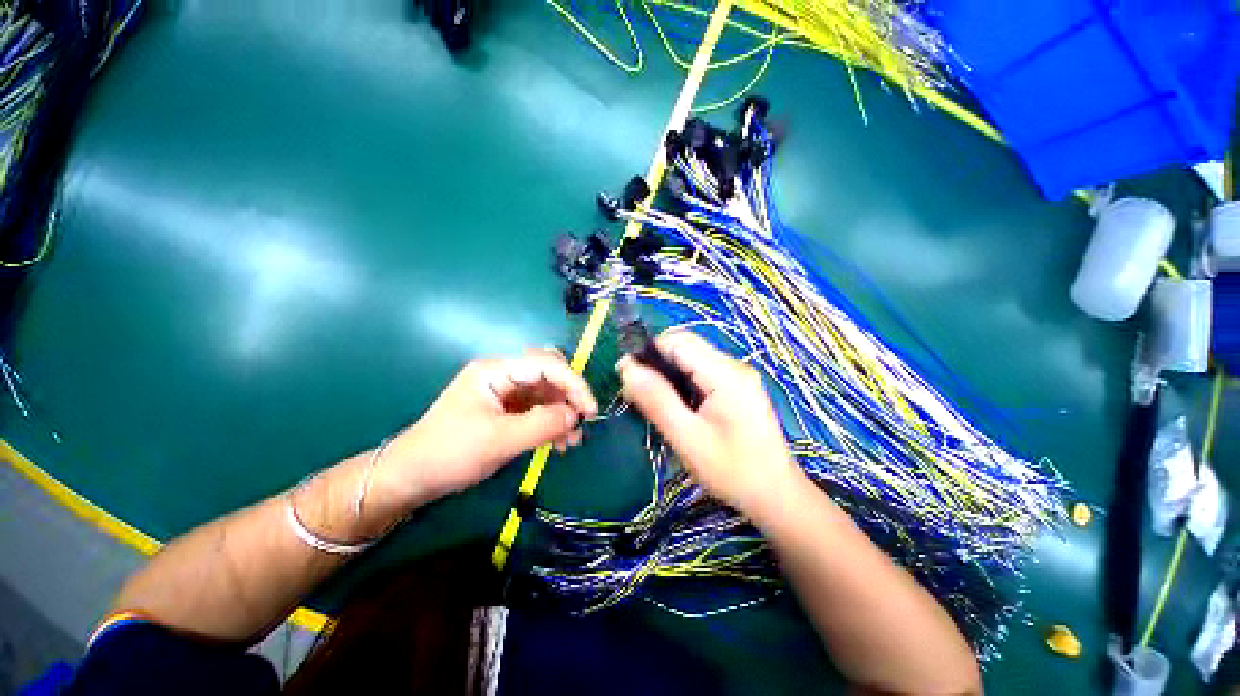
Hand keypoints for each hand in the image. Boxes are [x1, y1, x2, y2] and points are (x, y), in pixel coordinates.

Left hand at [373, 348, 597, 511]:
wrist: (412, 477)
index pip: (547, 365)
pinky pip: (538, 409)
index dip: (574, 384)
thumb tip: (575, 415)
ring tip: (571, 441)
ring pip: (547, 392)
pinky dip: (551, 423)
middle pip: (549, 373)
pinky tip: (558, 443)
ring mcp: (505, 392)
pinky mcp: (506, 409)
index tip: (590, 410)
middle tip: (581, 422)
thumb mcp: (499, 441)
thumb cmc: (450, 453)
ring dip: (563, 413)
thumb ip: (542, 424)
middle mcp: (503, 374)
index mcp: (497, 370)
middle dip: (569, 396)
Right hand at [617, 331, 802, 518]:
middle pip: (685, 348)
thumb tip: (628, 369)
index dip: (648, 352)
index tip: (625, 375)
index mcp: (726, 374)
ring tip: (651, 403)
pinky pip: (701, 373)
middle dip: (655, 364)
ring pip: (691, 360)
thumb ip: (657, 400)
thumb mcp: (688, 438)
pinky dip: (681, 383)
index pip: (678, 342)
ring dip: (667, 375)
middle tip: (635, 394)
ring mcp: (738, 376)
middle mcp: (734, 366)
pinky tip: (674, 406)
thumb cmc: (732, 471)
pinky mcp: (737, 387)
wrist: (776, 496)